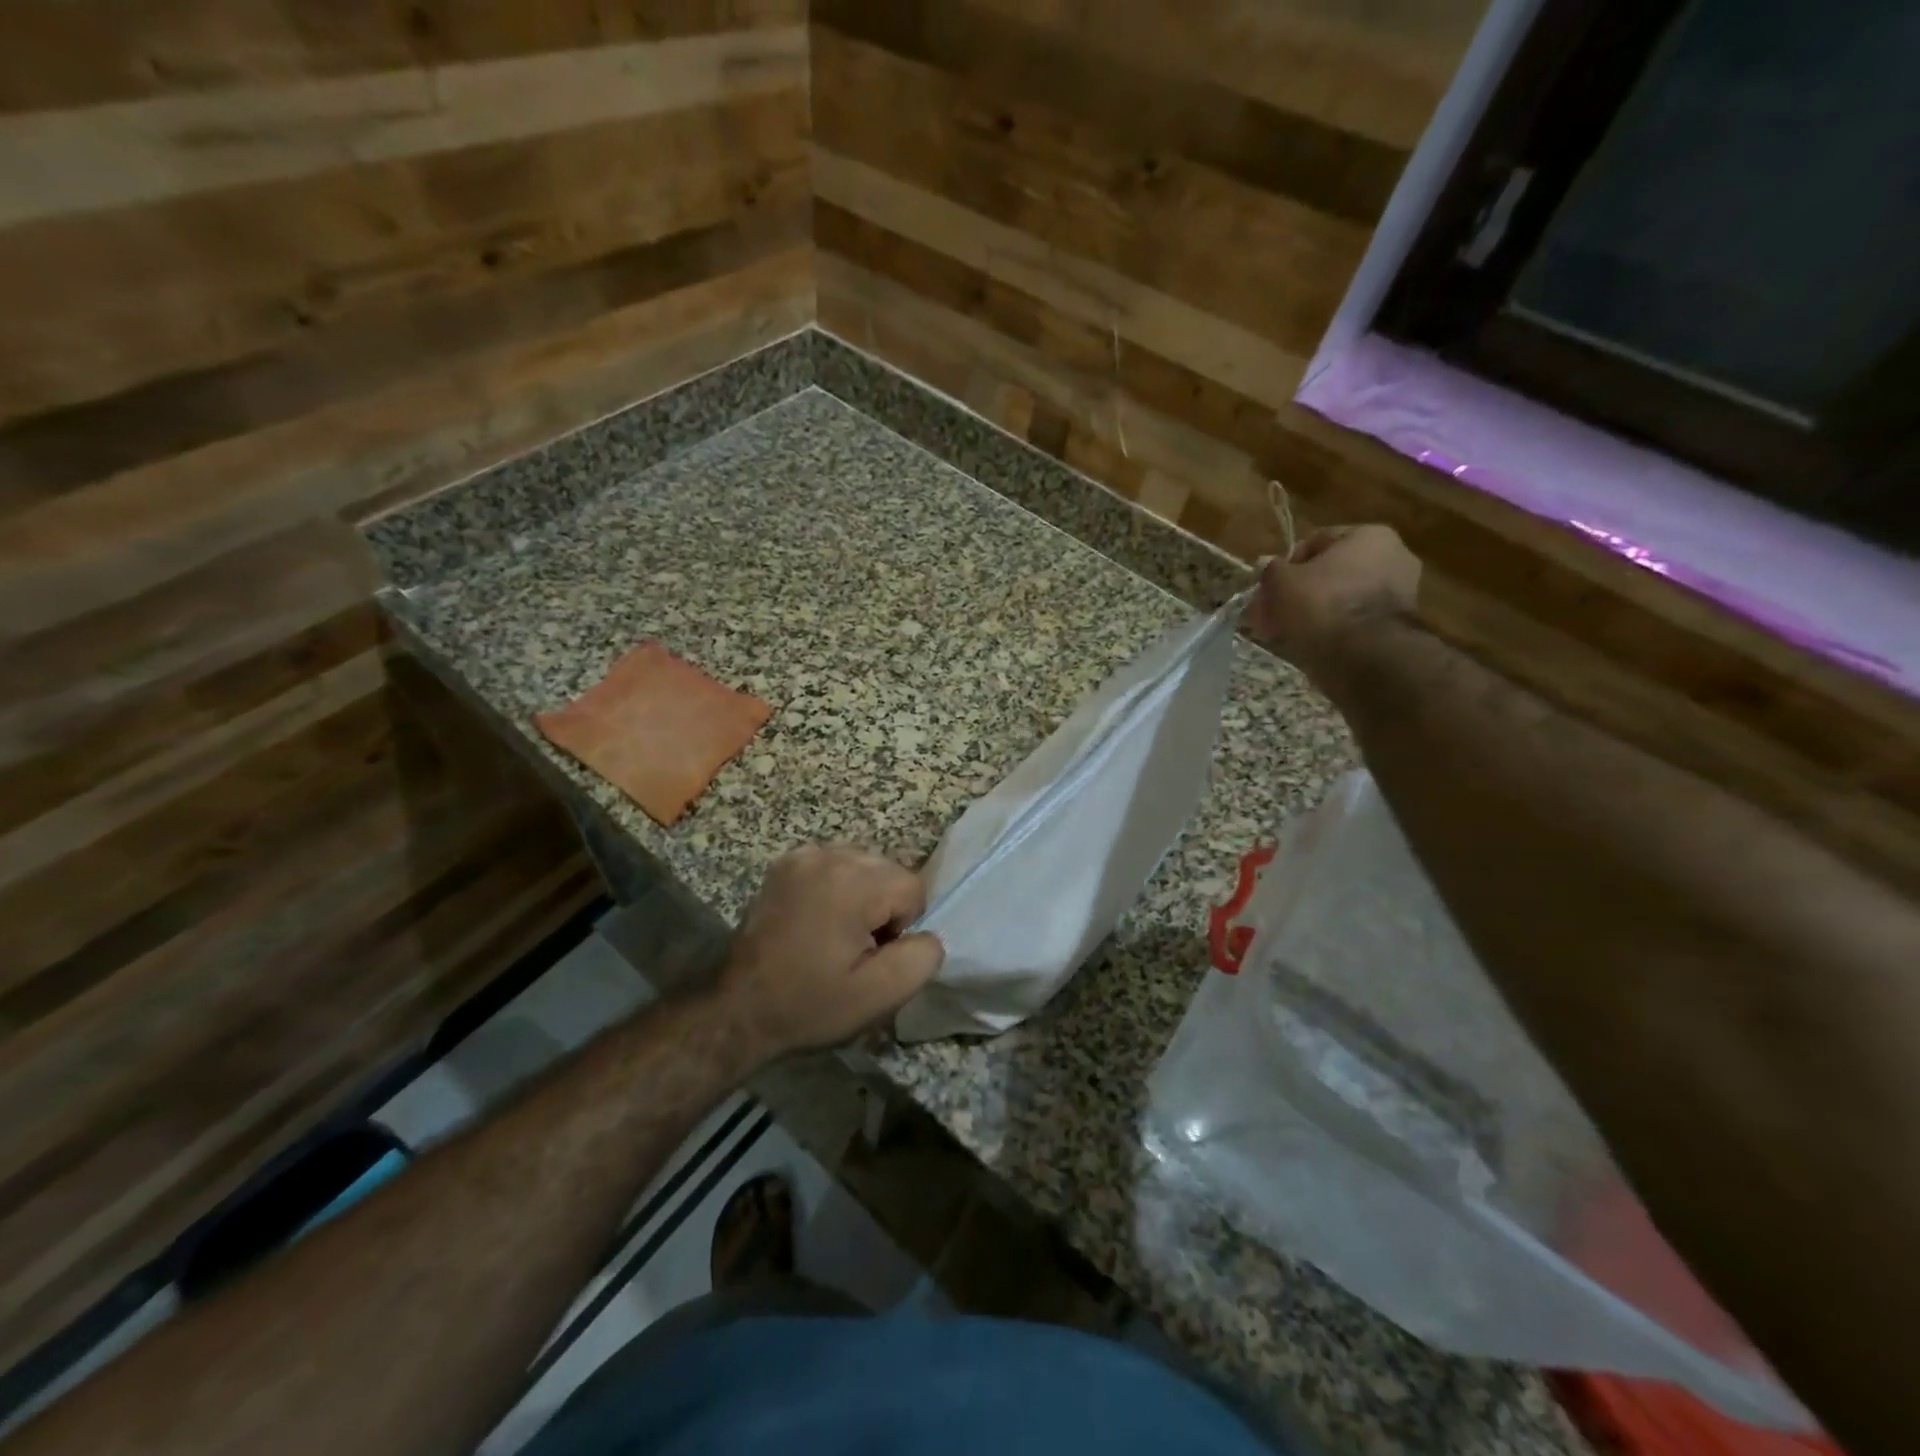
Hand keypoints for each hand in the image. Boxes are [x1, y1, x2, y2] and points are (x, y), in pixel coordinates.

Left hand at [717, 845, 944, 1059]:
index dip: (901, 927)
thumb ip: (922, 957)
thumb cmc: (810, 1004)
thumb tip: (926, 934)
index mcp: (853, 882)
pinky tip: (816, 920)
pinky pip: (833, 866)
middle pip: (888, 871)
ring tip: (833, 935)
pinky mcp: (785, 864)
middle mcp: (828, 855)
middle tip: (853, 949)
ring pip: (863, 866)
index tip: (871, 956)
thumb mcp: (879, 995)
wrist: (740, 1009)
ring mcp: (802, 855)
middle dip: (882, 907)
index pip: (912, 887)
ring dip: (861, 896)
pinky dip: (835, 888)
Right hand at [1248, 525, 1420, 683]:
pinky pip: (1352, 621)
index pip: (1317, 541)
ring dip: (1311, 612)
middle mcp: (1393, 557)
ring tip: (1283, 632)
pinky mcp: (1395, 626)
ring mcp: (1399, 593)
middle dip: (1297, 591)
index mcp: (1370, 536)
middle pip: (1329, 572)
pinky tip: (1306, 643)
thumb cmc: (1322, 603)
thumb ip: (1272, 570)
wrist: (1363, 656)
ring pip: (1339, 598)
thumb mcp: (1282, 582)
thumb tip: (1267, 564)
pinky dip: (1330, 628)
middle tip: (1271, 612)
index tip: (1269, 587)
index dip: (1286, 564)